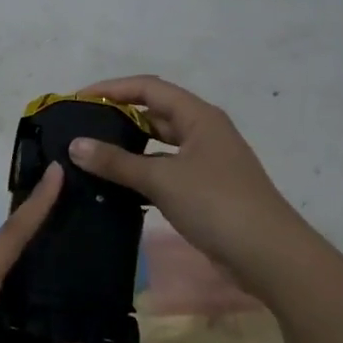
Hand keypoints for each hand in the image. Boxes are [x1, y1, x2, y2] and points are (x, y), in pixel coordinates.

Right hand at [66, 75, 300, 288]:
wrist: (267, 254)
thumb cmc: (216, 203)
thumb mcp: (162, 179)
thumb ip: (116, 161)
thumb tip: (75, 144)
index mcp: (199, 117)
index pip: (149, 88)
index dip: (112, 88)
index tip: (78, 99)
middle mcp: (204, 132)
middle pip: (155, 113)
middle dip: (118, 117)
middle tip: (81, 128)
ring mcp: (206, 162)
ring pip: (160, 145)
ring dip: (129, 148)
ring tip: (91, 156)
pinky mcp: (204, 190)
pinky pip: (165, 172)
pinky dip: (141, 174)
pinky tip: (116, 186)